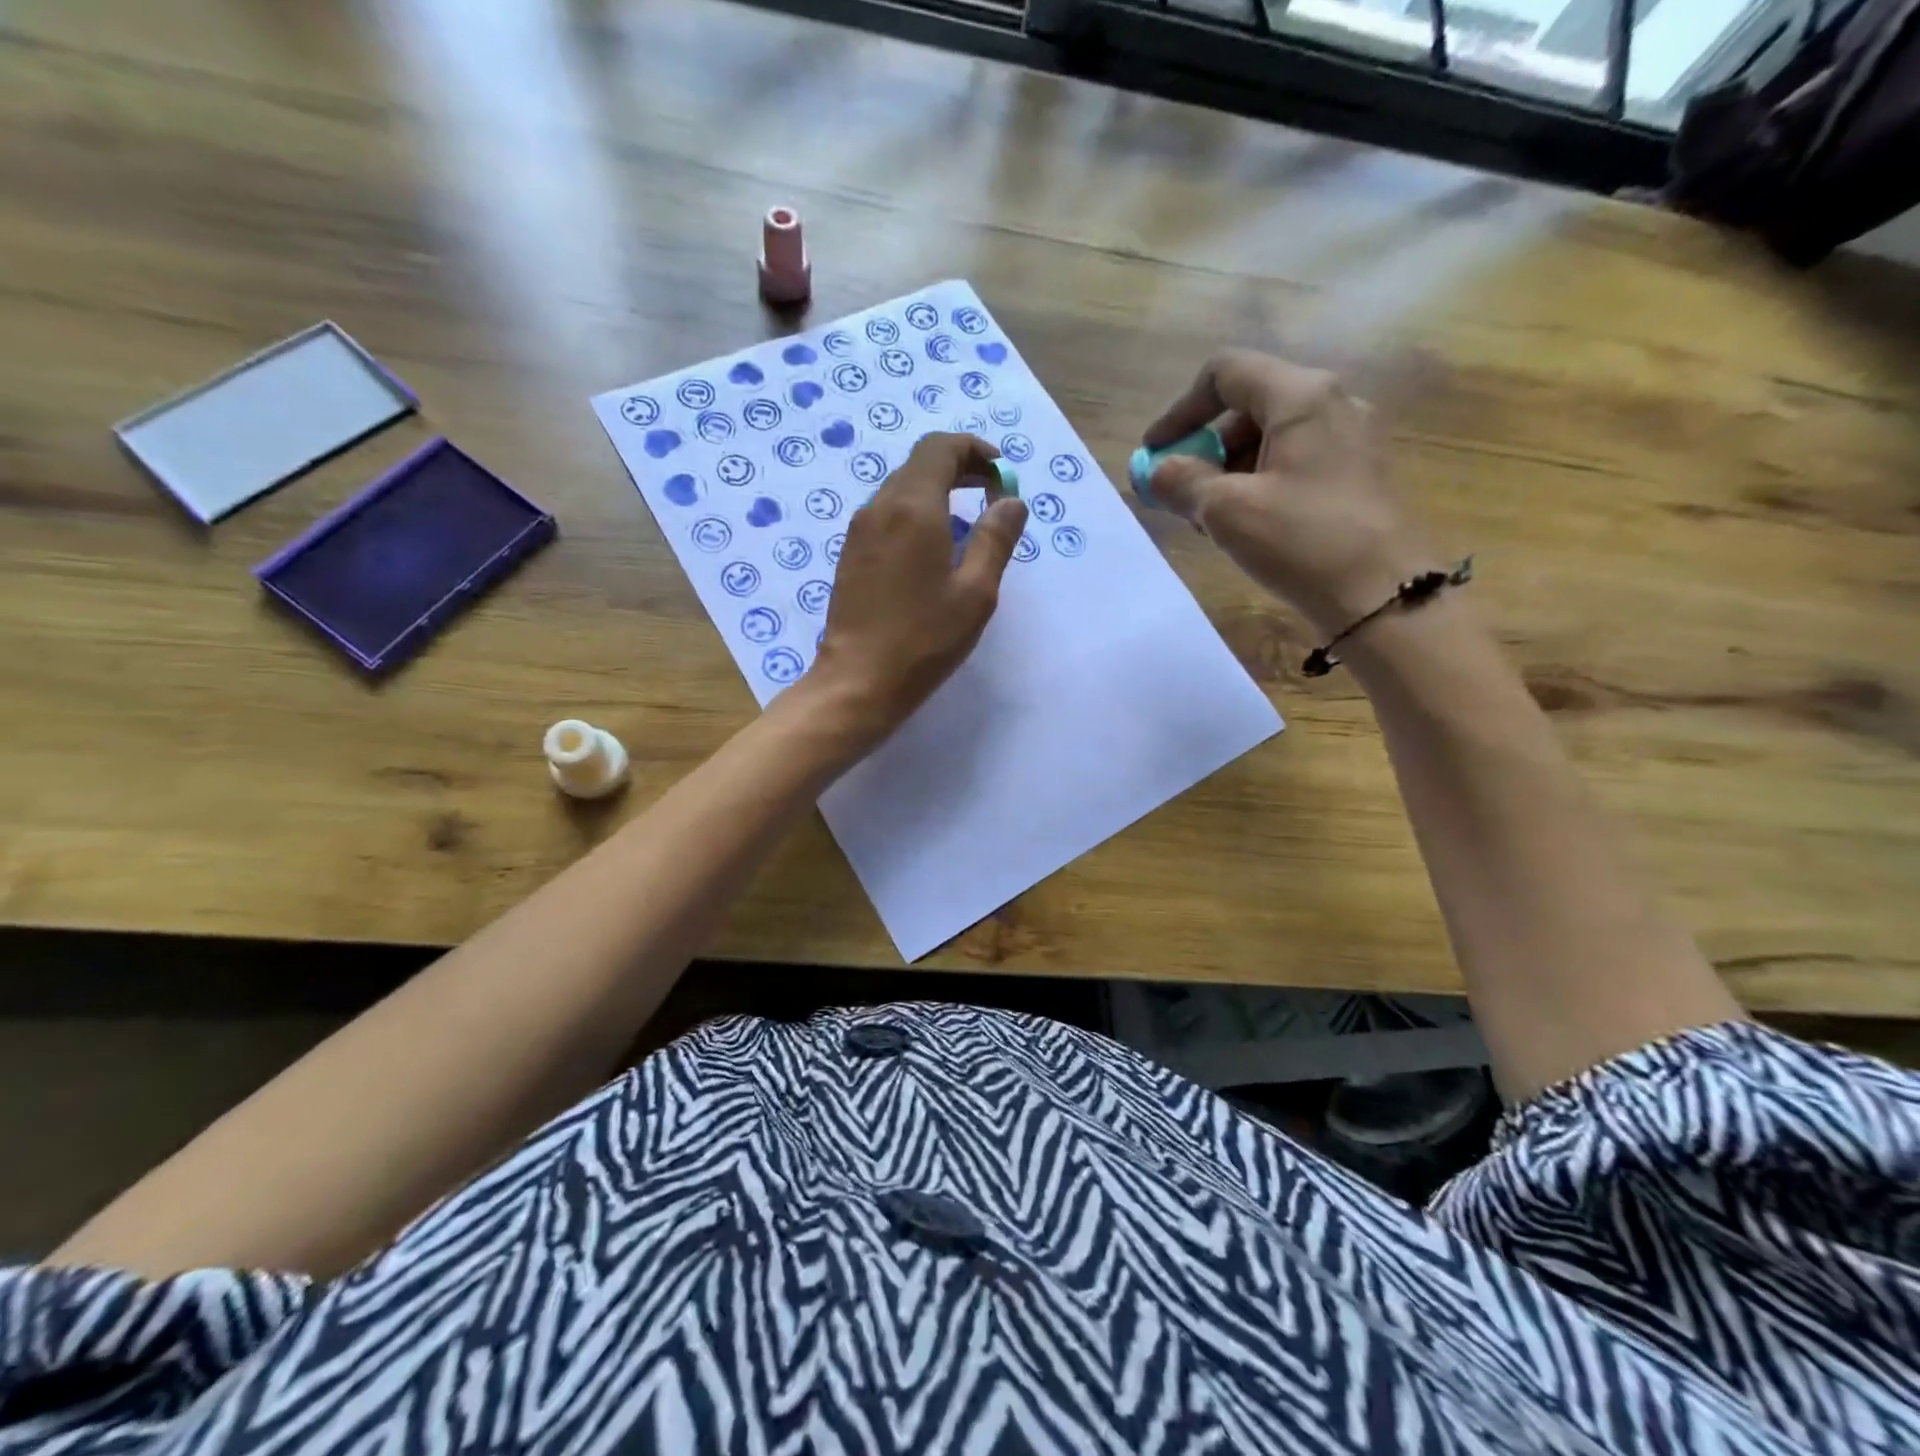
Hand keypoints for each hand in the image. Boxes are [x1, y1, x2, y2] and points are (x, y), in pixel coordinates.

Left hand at [805, 432, 1027, 741]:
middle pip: (920, 464)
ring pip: (901, 489)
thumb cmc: (924, 639)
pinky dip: (917, 513)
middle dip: (960, 469)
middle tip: (993, 494)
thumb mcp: (976, 592)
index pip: (940, 448)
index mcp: (913, 507)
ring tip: (969, 523)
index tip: (1001, 475)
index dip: (975, 451)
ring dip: (937, 491)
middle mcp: (880, 507)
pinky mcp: (851, 554)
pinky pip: (887, 515)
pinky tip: (935, 548)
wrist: (858, 681)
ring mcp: (860, 531)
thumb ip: (996, 538)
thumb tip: (1011, 500)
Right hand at [1141, 349, 1432, 634]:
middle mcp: (1331, 405)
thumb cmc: (1303, 541)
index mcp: (1301, 397)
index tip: (1155, 454)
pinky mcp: (1356, 477)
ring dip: (1227, 473)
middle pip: (1247, 407)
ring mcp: (1350, 441)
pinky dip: (1258, 486)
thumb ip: (1181, 482)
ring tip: (1209, 522)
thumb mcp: (1226, 511)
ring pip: (1269, 440)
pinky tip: (1246, 529)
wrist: (1385, 596)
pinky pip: (1293, 465)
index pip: (1225, 373)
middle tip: (1180, 496)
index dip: (1180, 410)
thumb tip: (1154, 471)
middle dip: (1204, 448)